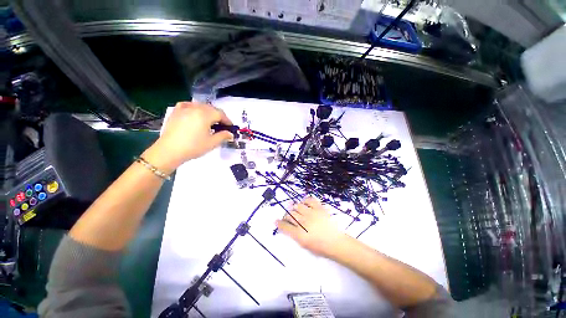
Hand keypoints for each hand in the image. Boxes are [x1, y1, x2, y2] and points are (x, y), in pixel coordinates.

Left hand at [145, 102, 233, 171]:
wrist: (169, 151)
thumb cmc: (193, 147)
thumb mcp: (212, 143)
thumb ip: (223, 136)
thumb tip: (230, 134)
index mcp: (205, 115)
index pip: (220, 114)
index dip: (227, 120)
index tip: (231, 127)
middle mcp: (195, 108)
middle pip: (211, 108)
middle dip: (219, 116)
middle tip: (222, 126)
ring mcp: (184, 108)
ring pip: (201, 106)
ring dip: (208, 112)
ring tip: (210, 121)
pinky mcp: (176, 112)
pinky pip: (188, 105)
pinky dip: (195, 108)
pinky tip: (195, 113)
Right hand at [276, 197, 346, 256]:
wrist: (336, 242)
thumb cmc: (320, 247)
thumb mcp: (305, 245)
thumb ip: (295, 235)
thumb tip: (289, 227)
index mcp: (299, 234)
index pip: (285, 226)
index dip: (279, 223)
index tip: (276, 221)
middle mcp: (304, 222)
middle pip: (290, 215)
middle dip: (286, 216)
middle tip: (287, 217)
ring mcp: (311, 213)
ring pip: (297, 206)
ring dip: (294, 208)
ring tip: (296, 210)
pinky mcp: (319, 208)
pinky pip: (309, 200)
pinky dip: (305, 200)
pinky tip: (304, 203)